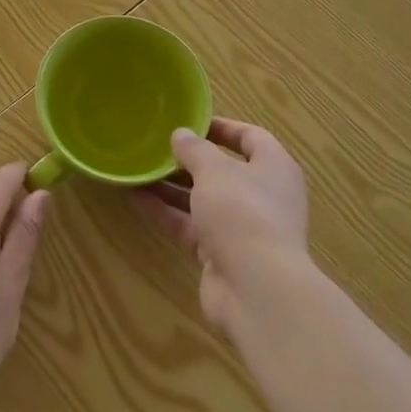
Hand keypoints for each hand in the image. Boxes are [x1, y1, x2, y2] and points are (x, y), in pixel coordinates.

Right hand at [135, 118, 309, 330]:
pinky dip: (167, 213)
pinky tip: (135, 198)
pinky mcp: (221, 254)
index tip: (189, 122)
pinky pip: (191, 226)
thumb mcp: (214, 170)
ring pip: (203, 200)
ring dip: (172, 187)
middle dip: (190, 160)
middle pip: (224, 170)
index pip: (251, 137)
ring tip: (139, 169)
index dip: (221, 127)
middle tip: (157, 147)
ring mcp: (242, 228)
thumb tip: (181, 135)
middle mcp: (262, 196)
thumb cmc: (242, 212)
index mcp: (274, 168)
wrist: (256, 289)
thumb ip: (194, 150)